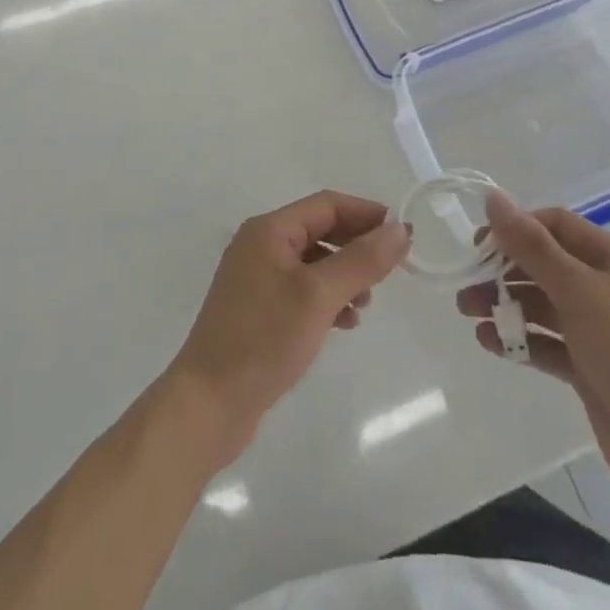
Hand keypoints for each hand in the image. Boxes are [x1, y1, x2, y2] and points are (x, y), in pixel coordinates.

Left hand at [165, 190, 408, 469]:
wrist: (208, 404)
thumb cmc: (263, 339)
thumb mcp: (319, 296)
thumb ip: (362, 260)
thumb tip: (400, 229)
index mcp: (269, 231)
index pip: (327, 205)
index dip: (366, 213)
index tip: (401, 233)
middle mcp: (260, 246)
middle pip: (320, 230)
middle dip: (356, 246)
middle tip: (390, 270)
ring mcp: (257, 279)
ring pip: (314, 263)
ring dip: (344, 275)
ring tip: (366, 302)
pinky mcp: (258, 311)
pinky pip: (302, 290)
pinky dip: (327, 299)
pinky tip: (345, 322)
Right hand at [459, 190, 609, 502]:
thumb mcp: (577, 290)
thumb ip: (531, 245)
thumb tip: (493, 198)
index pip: (558, 226)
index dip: (518, 229)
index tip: (481, 246)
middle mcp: (609, 289)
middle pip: (546, 266)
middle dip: (505, 271)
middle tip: (468, 284)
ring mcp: (600, 331)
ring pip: (543, 305)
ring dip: (506, 305)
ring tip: (470, 314)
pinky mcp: (589, 368)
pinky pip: (547, 343)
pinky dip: (519, 339)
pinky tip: (489, 342)